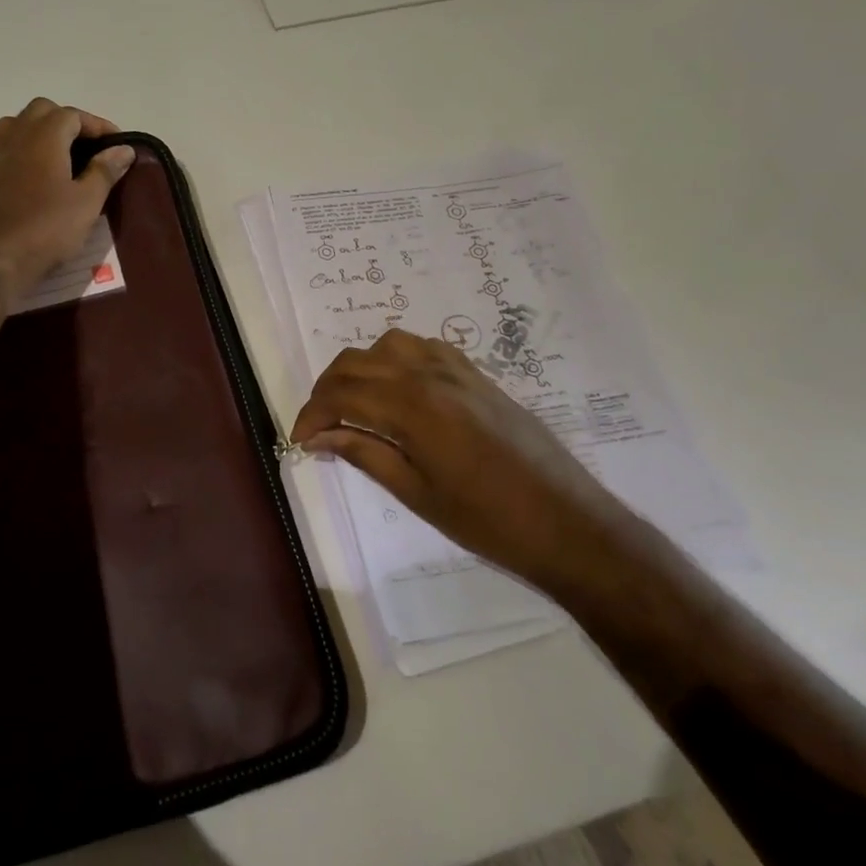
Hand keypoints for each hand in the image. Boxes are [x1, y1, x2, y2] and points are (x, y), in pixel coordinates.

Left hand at [0, 98, 134, 303]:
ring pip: (18, 125)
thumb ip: (105, 171)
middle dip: (67, 122)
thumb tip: (124, 149)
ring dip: (40, 132)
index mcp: (44, 136)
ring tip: (61, 158)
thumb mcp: (86, 203)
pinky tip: (34, 176)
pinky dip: (22, 150)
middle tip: (88, 148)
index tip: (117, 144)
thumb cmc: (45, 229)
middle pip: (42, 111)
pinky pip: (4, 147)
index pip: (73, 115)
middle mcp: (15, 135)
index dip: (97, 125)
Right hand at [291, 329, 636, 585]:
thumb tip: (321, 437)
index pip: (341, 394)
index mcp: (411, 407)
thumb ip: (365, 454)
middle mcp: (429, 375)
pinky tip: (400, 390)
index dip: (311, 415)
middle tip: (320, 426)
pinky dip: (398, 359)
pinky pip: (426, 347)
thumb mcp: (416, 493)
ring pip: (389, 344)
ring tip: (356, 404)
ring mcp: (457, 370)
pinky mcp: (478, 375)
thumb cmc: (486, 519)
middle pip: (357, 362)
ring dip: (361, 368)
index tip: (300, 441)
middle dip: (327, 389)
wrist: (565, 521)